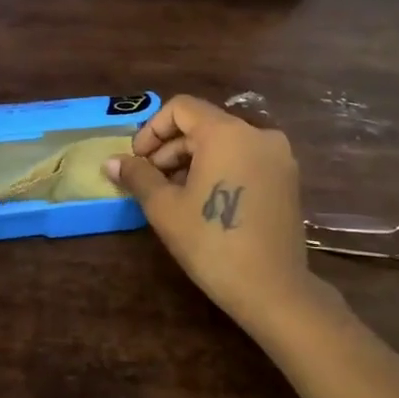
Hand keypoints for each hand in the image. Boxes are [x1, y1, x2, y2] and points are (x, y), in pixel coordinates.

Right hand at [105, 95, 334, 334]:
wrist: (273, 289)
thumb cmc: (212, 243)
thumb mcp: (165, 208)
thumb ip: (138, 176)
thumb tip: (111, 162)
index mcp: (227, 132)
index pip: (181, 108)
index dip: (152, 130)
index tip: (137, 160)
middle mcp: (258, 134)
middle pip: (203, 125)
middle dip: (171, 148)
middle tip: (150, 181)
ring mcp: (278, 156)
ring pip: (225, 143)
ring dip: (193, 160)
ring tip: (174, 195)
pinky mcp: (287, 179)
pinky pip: (245, 159)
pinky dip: (220, 169)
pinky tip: (204, 201)